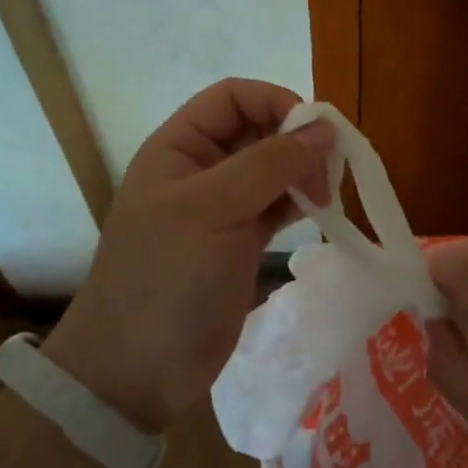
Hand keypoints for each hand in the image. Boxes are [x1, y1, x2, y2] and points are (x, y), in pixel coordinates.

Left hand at [45, 79, 334, 433]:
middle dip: (297, 140)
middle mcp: (201, 170)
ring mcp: (222, 208)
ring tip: (329, 194)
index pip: (233, 97)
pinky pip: (277, 206)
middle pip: (258, 130)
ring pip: (272, 169)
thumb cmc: (167, 278)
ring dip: (303, 172)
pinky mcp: (240, 243)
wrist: (137, 370)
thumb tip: (325, 128)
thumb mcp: (214, 211)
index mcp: (179, 148)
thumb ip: (270, 164)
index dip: (276, 101)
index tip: (316, 131)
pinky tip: (322, 212)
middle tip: (330, 170)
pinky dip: (301, 202)